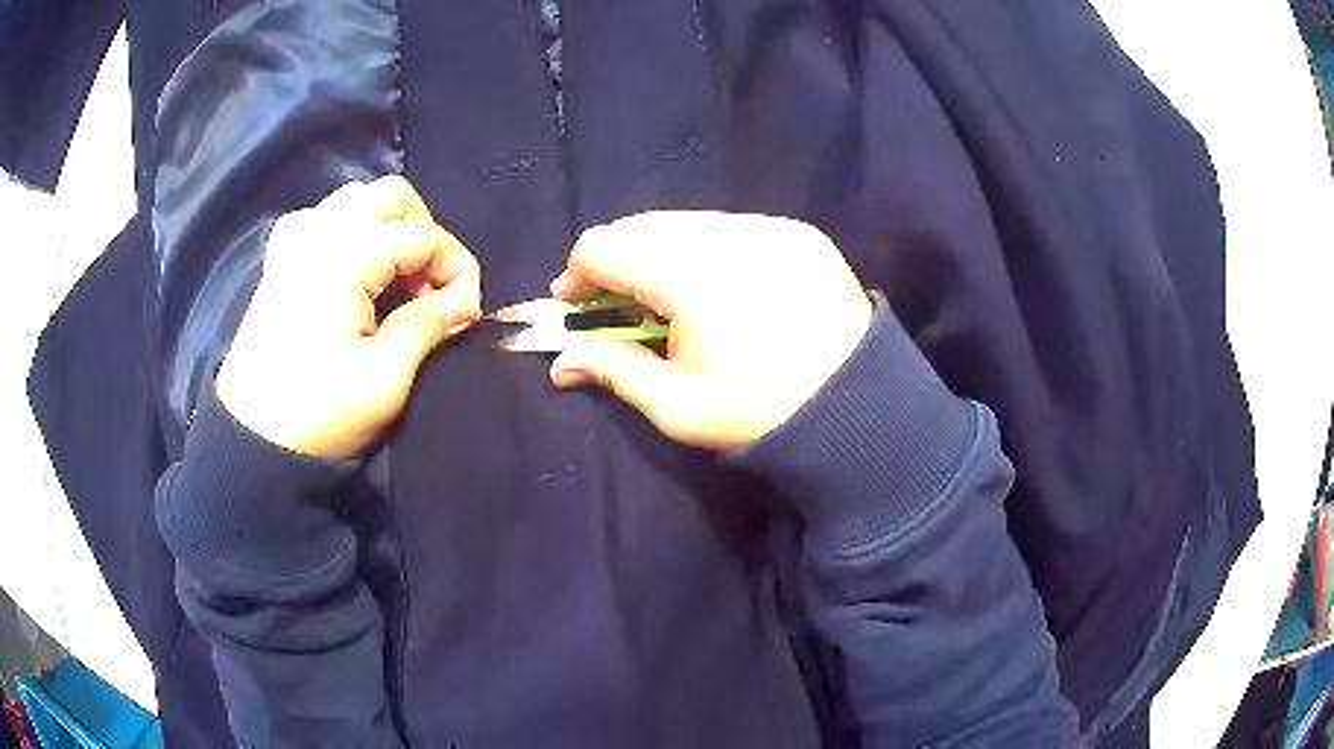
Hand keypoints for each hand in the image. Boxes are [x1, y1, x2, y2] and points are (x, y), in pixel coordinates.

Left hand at [216, 176, 481, 458]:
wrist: (252, 441)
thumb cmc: (318, 414)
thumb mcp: (384, 381)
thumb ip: (428, 326)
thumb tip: (464, 302)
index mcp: (345, 258)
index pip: (423, 235)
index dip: (457, 268)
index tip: (466, 313)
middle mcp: (320, 233)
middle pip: (392, 194)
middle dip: (425, 232)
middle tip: (430, 286)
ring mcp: (294, 242)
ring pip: (357, 198)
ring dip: (388, 228)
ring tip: (394, 280)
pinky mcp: (279, 259)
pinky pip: (322, 217)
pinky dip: (348, 230)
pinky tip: (351, 268)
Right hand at [549, 211, 871, 450]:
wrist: (860, 411)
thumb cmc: (762, 414)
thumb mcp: (678, 406)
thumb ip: (612, 370)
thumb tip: (561, 363)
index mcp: (691, 276)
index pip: (605, 245)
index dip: (577, 273)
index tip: (574, 305)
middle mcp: (728, 234)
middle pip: (643, 226)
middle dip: (618, 262)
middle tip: (618, 306)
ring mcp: (769, 227)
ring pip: (686, 222)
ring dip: (661, 253)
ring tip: (669, 299)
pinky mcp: (799, 233)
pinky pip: (731, 228)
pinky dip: (706, 249)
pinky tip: (718, 289)